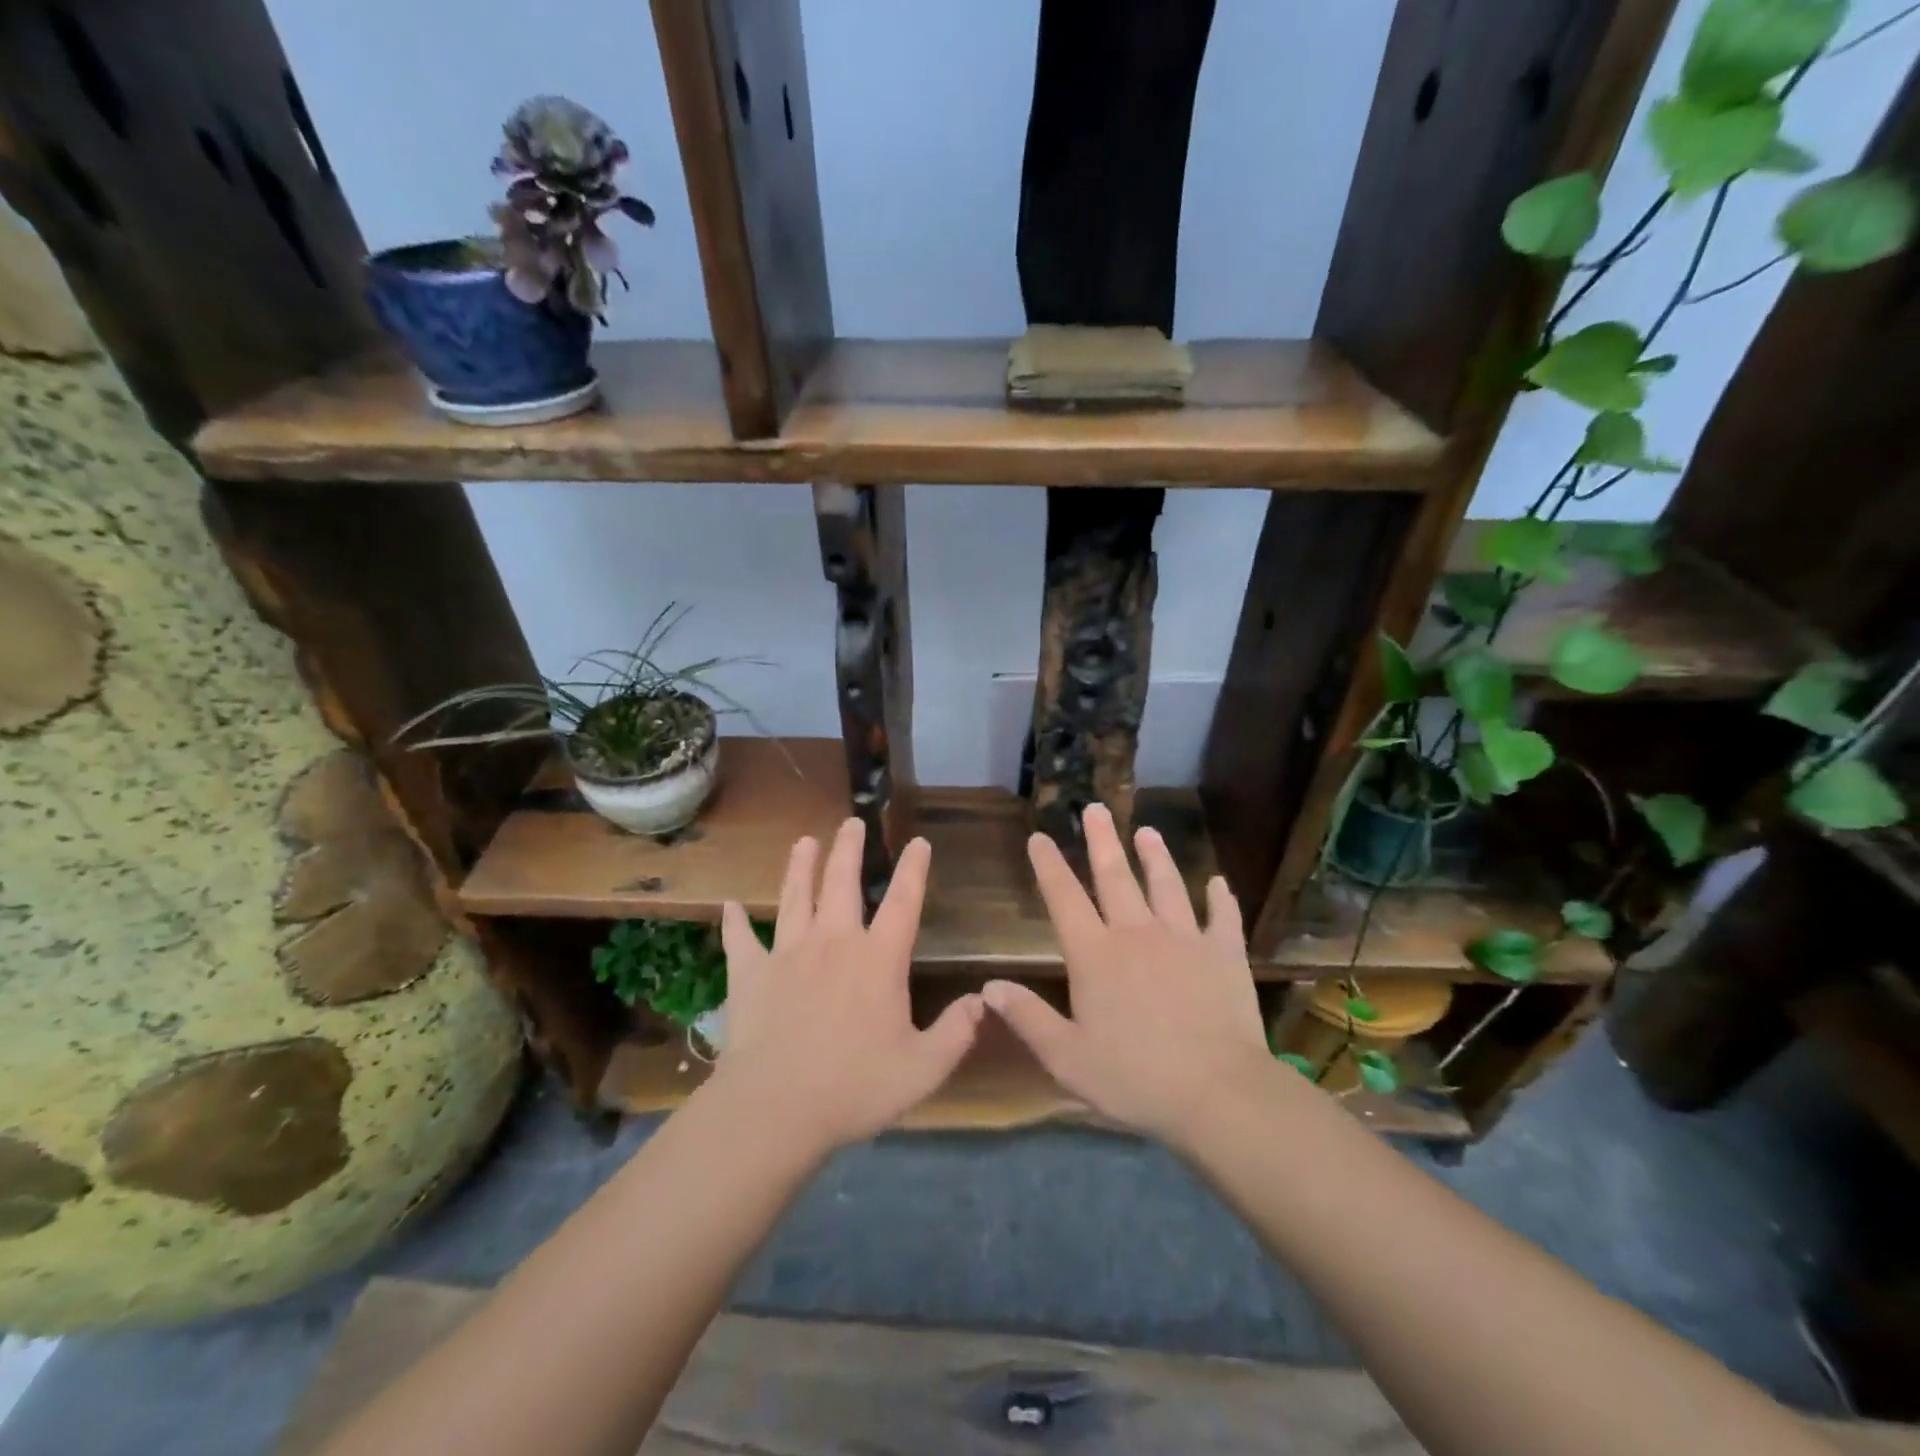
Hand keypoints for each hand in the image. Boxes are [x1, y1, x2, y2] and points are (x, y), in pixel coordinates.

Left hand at [708, 818, 983, 1155]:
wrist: (776, 1108)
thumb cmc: (855, 1087)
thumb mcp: (923, 1068)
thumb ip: (957, 1032)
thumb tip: (982, 1000)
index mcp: (878, 959)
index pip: (903, 902)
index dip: (913, 870)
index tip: (918, 843)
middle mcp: (834, 942)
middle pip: (842, 883)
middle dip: (849, 849)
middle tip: (851, 822)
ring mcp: (788, 954)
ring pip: (795, 897)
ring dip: (800, 867)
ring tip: (803, 841)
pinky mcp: (750, 974)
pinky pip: (741, 940)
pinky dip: (734, 922)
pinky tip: (729, 905)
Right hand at [983, 804, 1274, 1148]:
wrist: (1217, 1093)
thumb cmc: (1135, 1078)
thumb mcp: (1067, 1058)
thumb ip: (1027, 1019)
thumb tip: (988, 987)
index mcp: (1095, 955)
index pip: (1064, 899)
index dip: (1049, 866)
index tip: (1039, 836)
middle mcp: (1137, 934)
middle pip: (1115, 877)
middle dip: (1102, 841)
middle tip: (1096, 808)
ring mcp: (1184, 939)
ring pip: (1166, 886)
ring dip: (1156, 856)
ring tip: (1147, 831)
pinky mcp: (1224, 954)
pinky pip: (1222, 917)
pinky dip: (1220, 898)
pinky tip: (1218, 882)